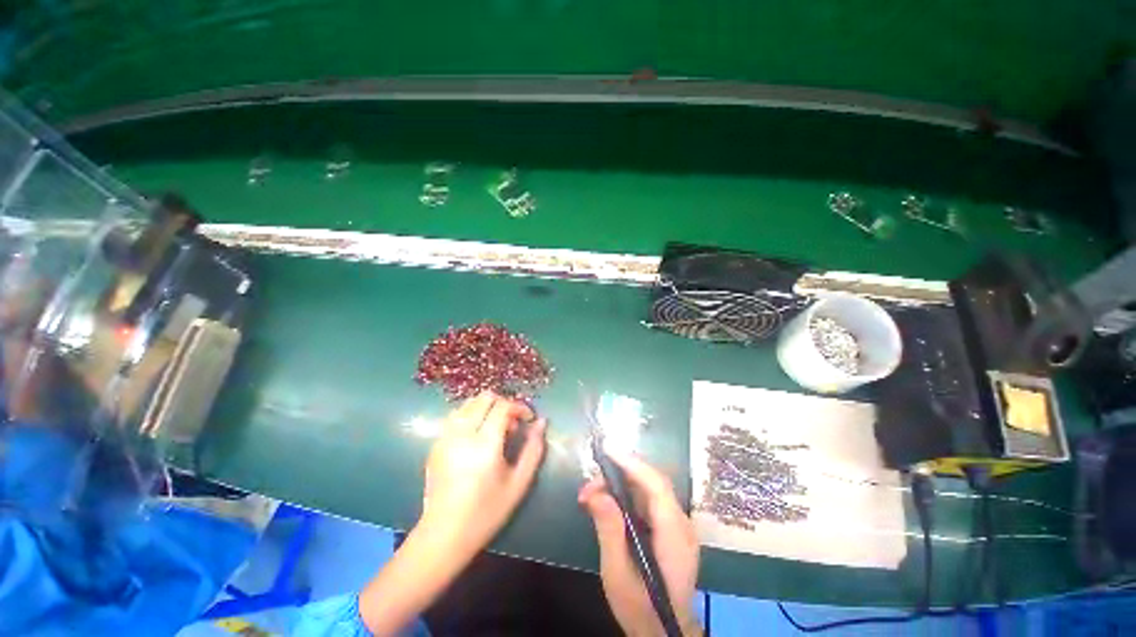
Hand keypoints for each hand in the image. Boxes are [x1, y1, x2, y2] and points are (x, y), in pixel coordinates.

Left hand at [419, 391, 546, 559]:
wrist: (443, 535)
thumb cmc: (486, 512)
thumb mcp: (519, 483)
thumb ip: (533, 449)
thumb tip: (542, 421)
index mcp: (485, 444)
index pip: (503, 406)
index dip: (520, 407)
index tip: (528, 419)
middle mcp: (462, 434)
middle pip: (485, 398)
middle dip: (503, 404)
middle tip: (512, 424)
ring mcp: (445, 437)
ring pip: (468, 403)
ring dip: (486, 408)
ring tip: (495, 428)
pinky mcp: (436, 444)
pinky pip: (455, 416)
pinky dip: (471, 415)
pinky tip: (477, 435)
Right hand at [579, 450, 700, 636]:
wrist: (663, 633)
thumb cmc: (640, 609)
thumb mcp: (618, 574)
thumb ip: (609, 531)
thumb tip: (596, 493)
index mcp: (674, 535)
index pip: (656, 485)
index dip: (632, 463)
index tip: (607, 449)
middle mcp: (681, 523)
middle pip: (651, 482)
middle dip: (618, 474)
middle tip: (588, 486)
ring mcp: (677, 525)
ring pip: (648, 489)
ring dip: (619, 484)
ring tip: (590, 495)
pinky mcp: (669, 528)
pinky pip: (647, 500)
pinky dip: (625, 495)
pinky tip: (606, 503)